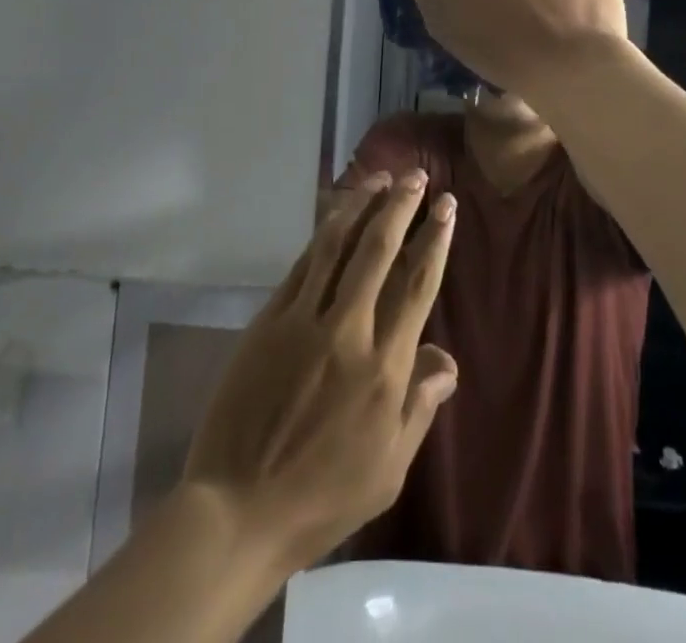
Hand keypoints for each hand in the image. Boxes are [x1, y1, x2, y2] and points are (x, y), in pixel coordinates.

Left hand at [181, 171, 457, 572]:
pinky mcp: (270, 320)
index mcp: (384, 369)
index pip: (417, 285)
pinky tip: (337, 216)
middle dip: (402, 206)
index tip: (446, 205)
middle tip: (417, 175)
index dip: (435, 239)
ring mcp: (304, 320)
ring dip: (362, 205)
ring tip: (380, 178)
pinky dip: (324, 234)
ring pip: (338, 245)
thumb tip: (447, 359)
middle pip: (379, 250)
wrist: (238, 510)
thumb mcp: (389, 469)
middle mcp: (348, 331)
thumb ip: (420, 405)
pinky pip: (303, 265)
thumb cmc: (323, 498)